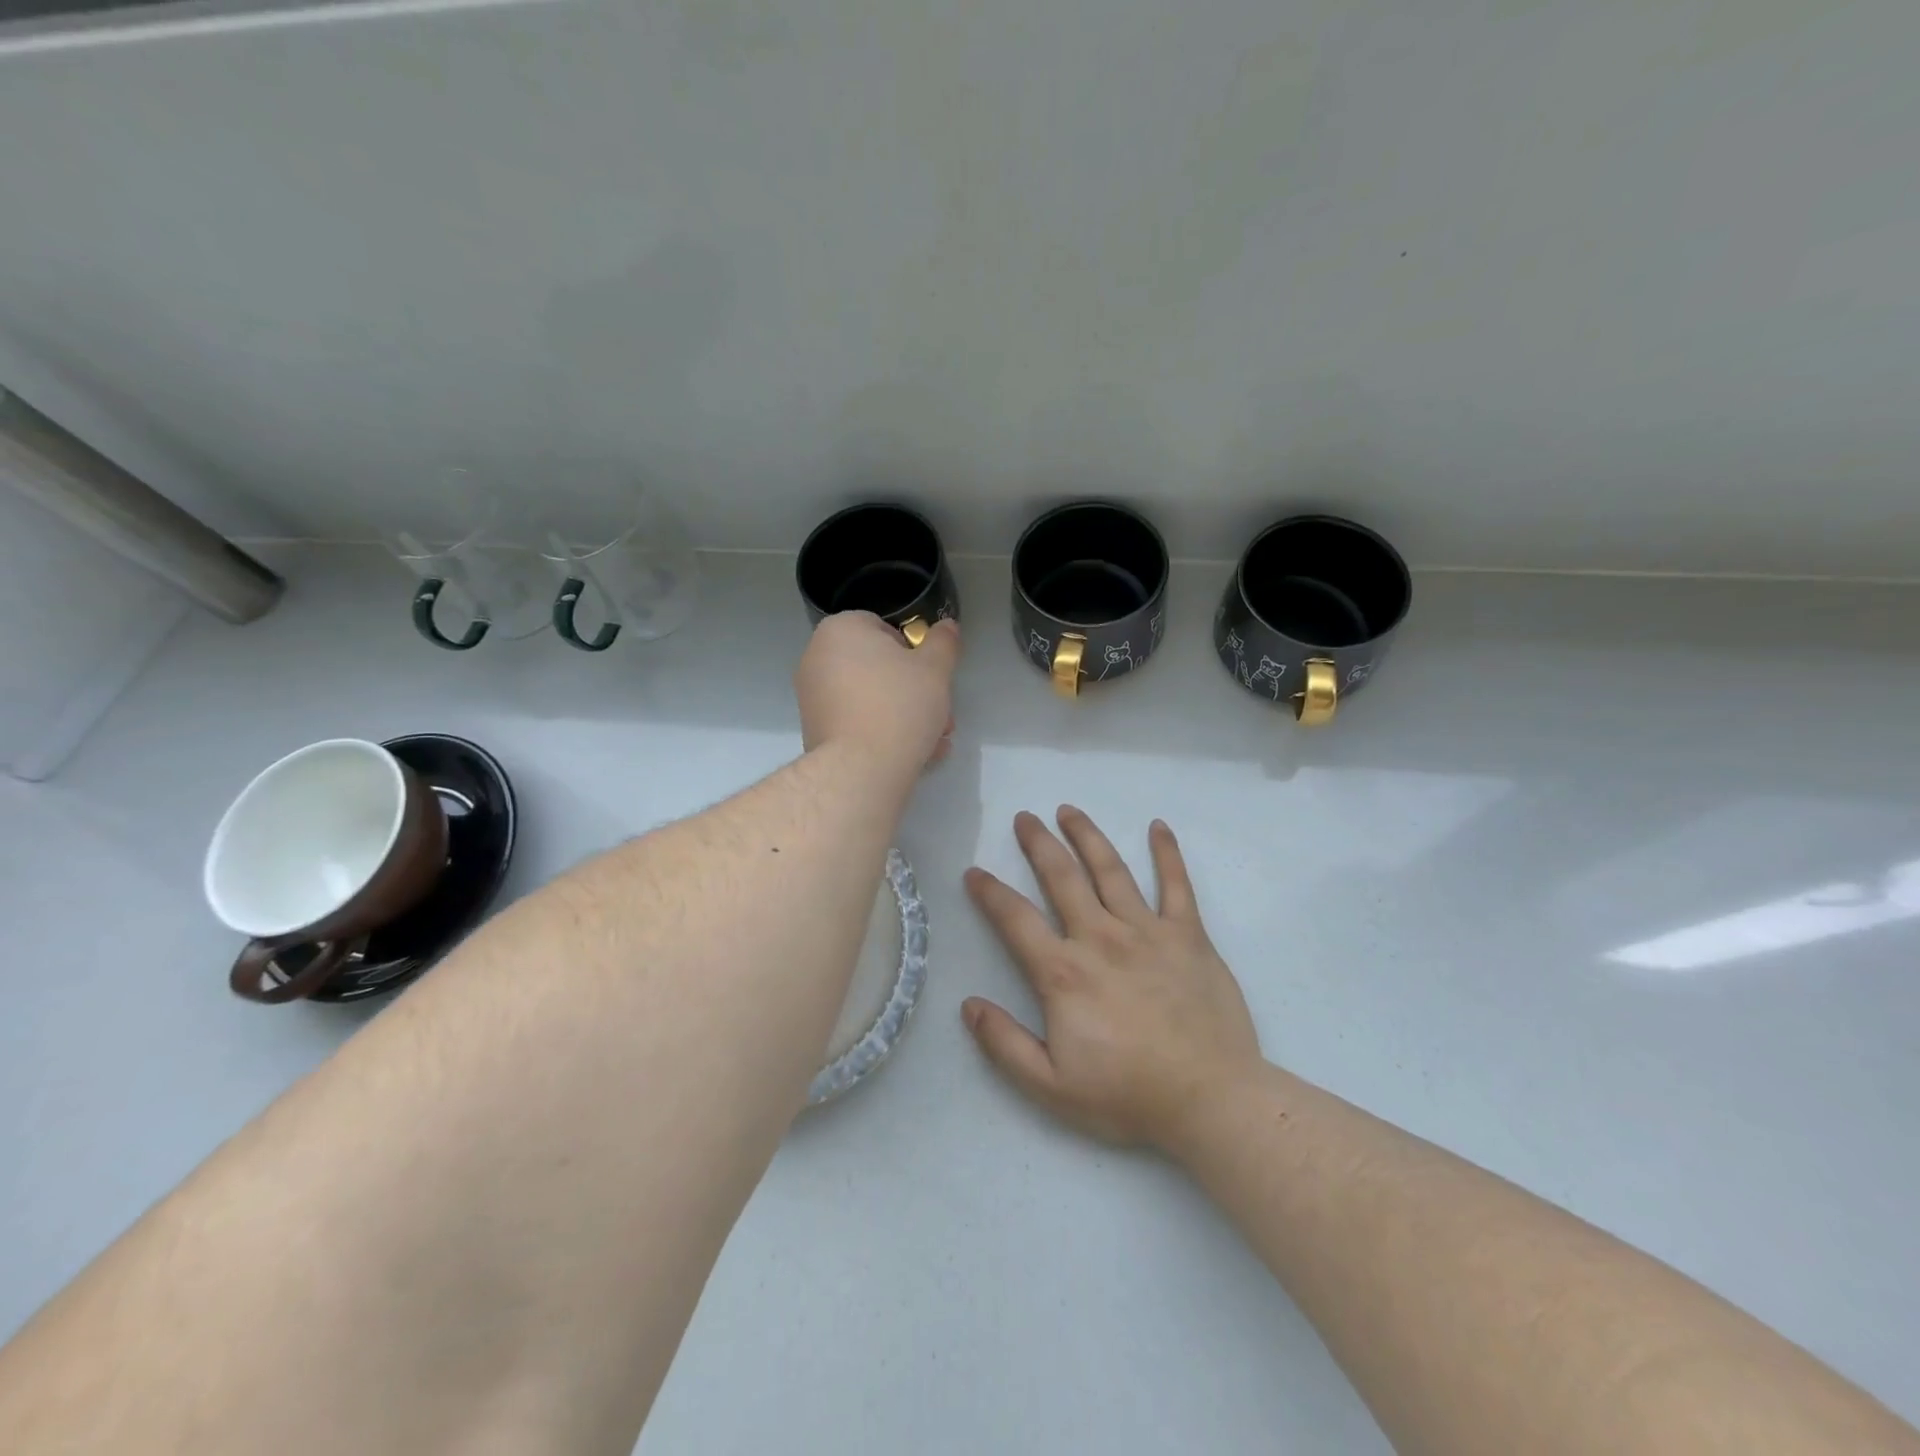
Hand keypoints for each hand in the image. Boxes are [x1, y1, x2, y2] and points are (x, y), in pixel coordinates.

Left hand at [794, 612, 959, 767]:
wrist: (860, 769)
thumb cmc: (899, 705)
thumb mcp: (935, 669)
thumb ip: (943, 642)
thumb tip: (947, 626)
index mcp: (840, 630)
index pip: (883, 628)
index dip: (913, 652)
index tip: (932, 678)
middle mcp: (817, 657)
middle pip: (877, 667)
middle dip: (913, 691)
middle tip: (940, 715)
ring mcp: (812, 696)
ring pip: (869, 698)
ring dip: (903, 715)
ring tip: (932, 741)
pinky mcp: (814, 730)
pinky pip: (855, 722)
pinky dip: (881, 732)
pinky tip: (911, 756)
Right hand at [962, 808, 1260, 1149]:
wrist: (1211, 1100)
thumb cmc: (1128, 1095)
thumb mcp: (1051, 1086)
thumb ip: (1004, 1044)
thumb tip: (968, 1004)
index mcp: (1064, 973)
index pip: (1016, 919)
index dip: (990, 893)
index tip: (975, 872)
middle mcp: (1101, 938)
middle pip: (1063, 877)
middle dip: (1040, 843)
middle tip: (1025, 817)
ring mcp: (1148, 931)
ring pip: (1111, 870)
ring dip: (1088, 836)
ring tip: (1069, 811)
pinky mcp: (1188, 936)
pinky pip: (1177, 885)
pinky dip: (1167, 853)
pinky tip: (1158, 827)